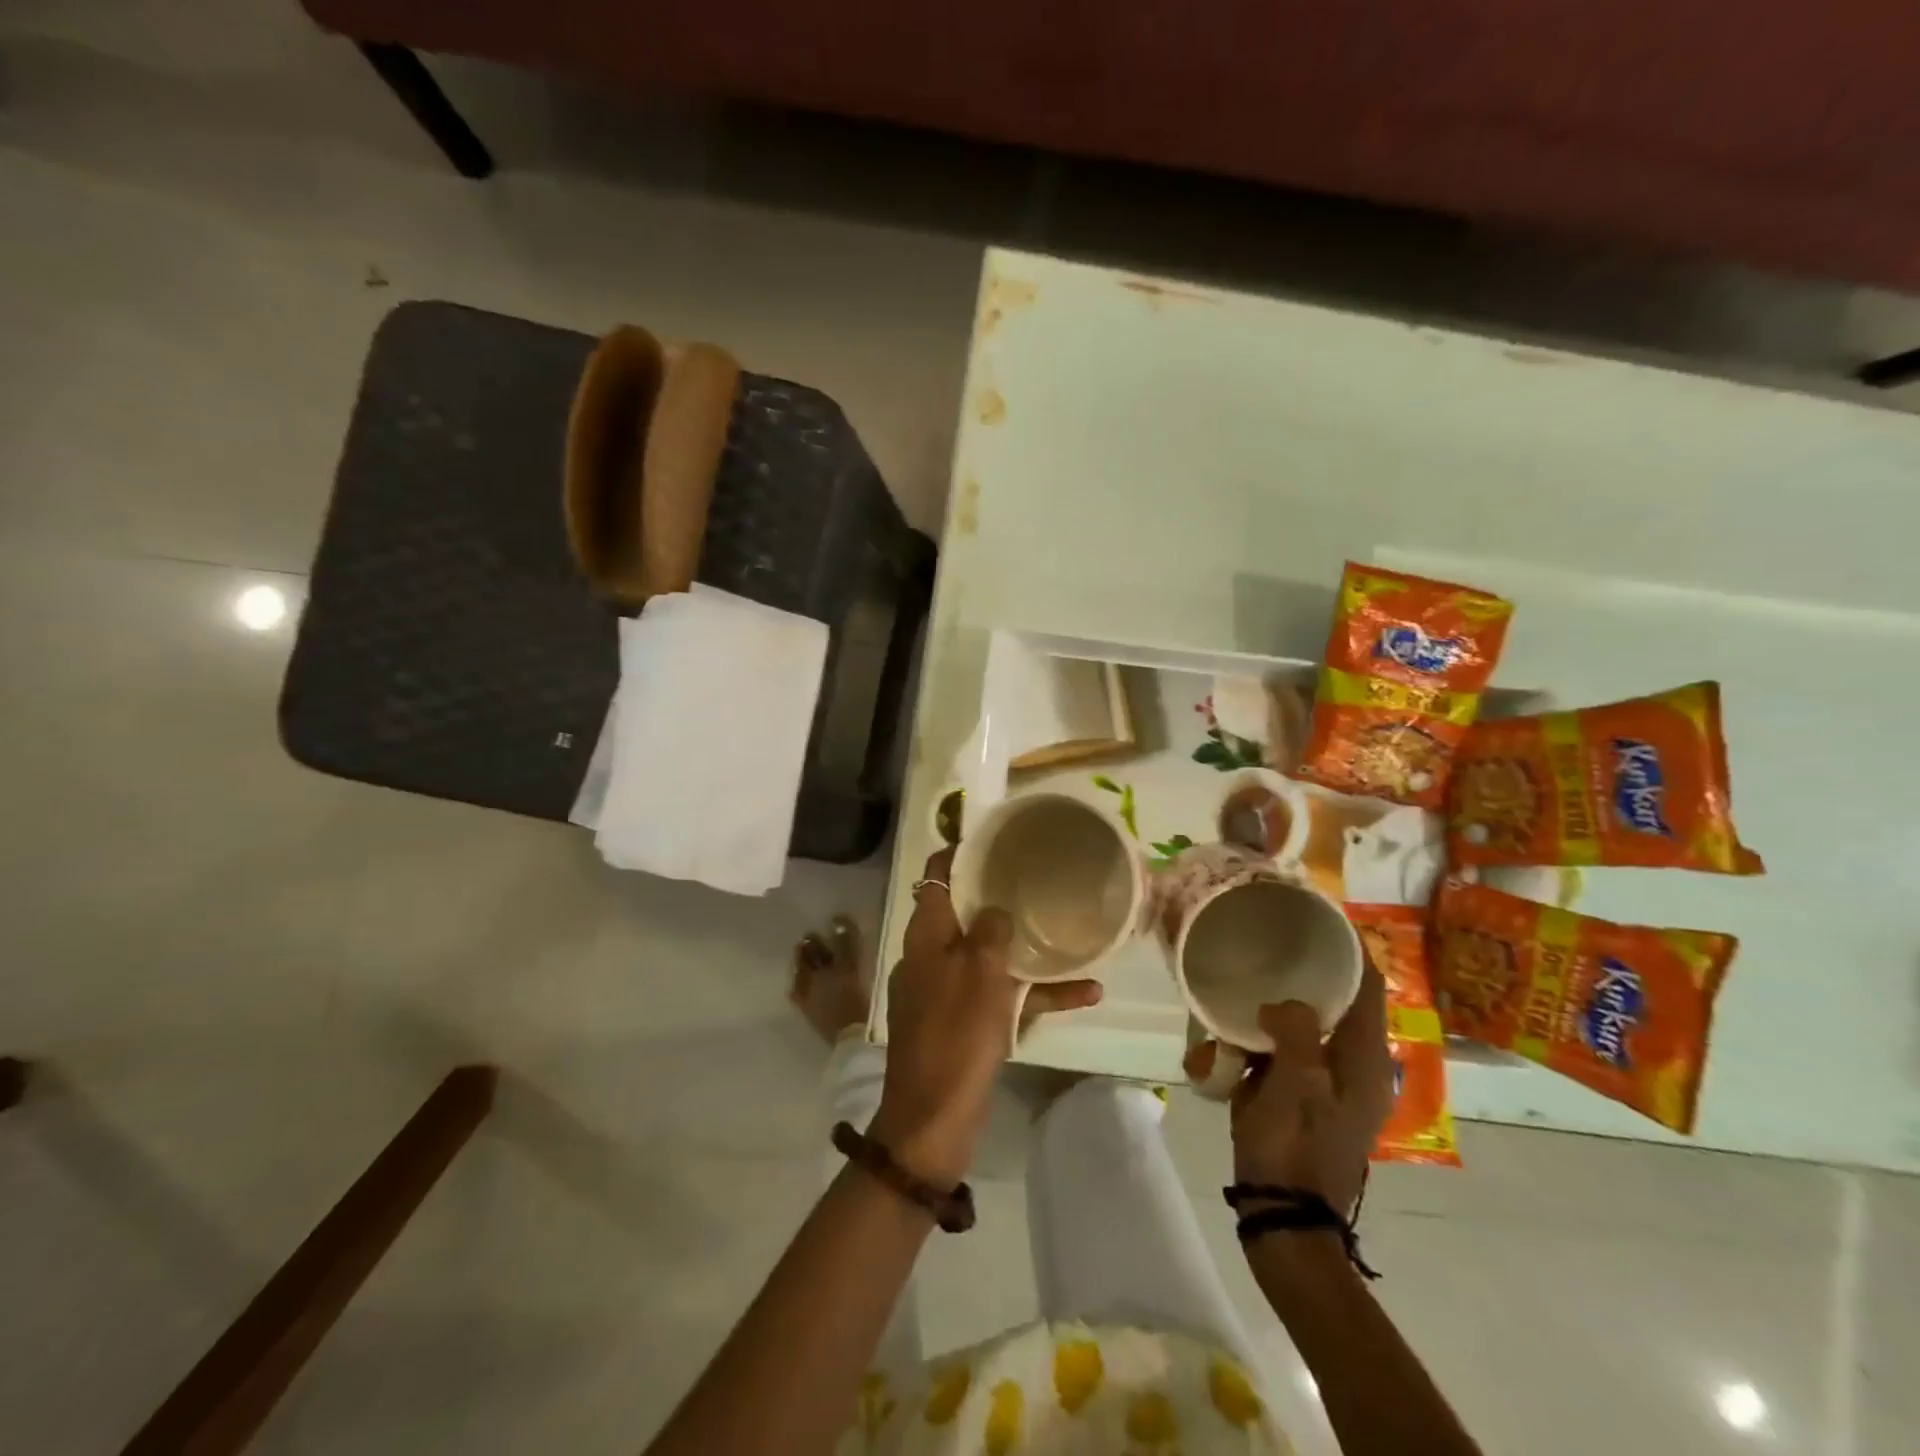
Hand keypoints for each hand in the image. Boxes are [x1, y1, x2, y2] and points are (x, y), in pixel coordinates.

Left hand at [872, 849, 1101, 1185]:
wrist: (934, 1118)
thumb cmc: (956, 1033)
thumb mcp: (979, 972)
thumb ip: (990, 930)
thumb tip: (995, 911)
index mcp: (926, 935)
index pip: (938, 877)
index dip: (961, 854)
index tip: (995, 840)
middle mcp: (933, 956)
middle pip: (966, 914)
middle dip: (1001, 898)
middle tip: (1040, 879)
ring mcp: (948, 992)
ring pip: (991, 957)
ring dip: (1029, 951)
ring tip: (1073, 936)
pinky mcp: (965, 1024)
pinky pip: (1002, 997)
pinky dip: (1035, 994)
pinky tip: (1087, 993)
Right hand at [1229, 963, 1392, 1211]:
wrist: (1284, 1215)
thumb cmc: (1293, 1147)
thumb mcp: (1293, 1085)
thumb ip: (1294, 1032)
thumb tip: (1281, 1004)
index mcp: (1366, 1059)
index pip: (1368, 987)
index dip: (1351, 948)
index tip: (1321, 914)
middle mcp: (1357, 1065)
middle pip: (1340, 1001)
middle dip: (1310, 971)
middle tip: (1273, 939)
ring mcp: (1332, 1082)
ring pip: (1311, 1024)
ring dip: (1282, 1007)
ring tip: (1247, 983)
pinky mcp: (1307, 1094)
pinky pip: (1290, 1050)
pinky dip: (1266, 1036)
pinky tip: (1232, 1036)